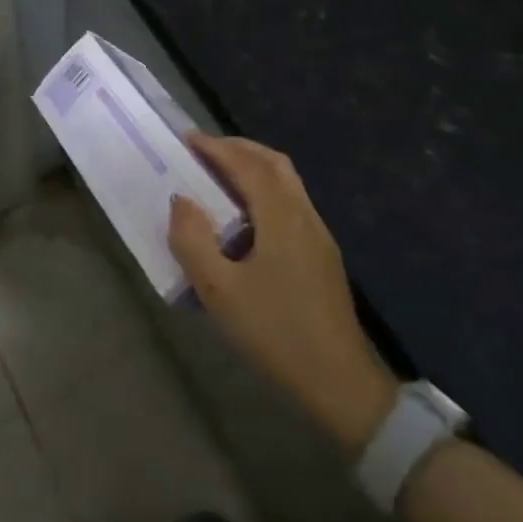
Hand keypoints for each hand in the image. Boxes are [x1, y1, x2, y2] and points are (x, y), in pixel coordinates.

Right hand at [169, 133, 396, 455]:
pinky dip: (263, 190)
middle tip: (202, 152)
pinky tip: (244, 217)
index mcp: (281, 217)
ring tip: (218, 178)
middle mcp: (304, 215)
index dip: (217, 148)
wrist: (340, 381)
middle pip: (274, 163)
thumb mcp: (219, 291)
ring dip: (252, 169)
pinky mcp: (321, 254)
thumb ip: (193, 241)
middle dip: (238, 149)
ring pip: (286, 182)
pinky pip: (290, 202)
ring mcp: (318, 234)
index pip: (248, 165)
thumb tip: (181, 201)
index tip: (187, 140)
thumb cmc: (276, 332)